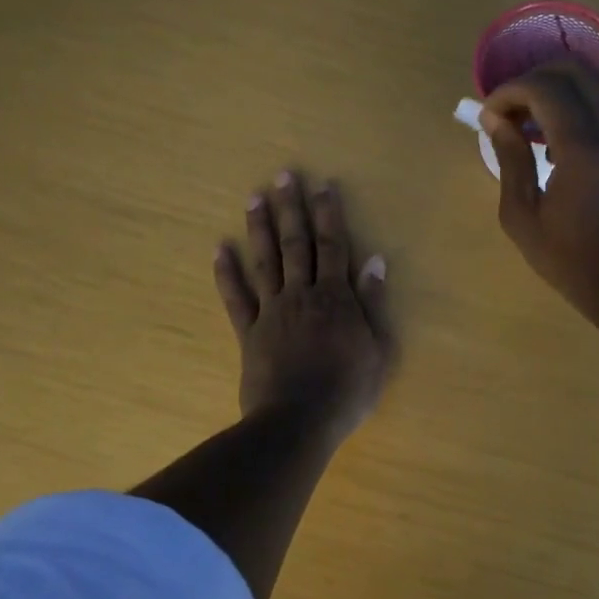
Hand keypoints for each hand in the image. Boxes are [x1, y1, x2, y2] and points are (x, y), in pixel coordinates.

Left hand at [214, 170, 394, 443]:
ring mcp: (272, 311)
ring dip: (259, 228)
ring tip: (253, 198)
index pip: (334, 246)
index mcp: (336, 297)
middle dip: (291, 208)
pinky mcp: (249, 332)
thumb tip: (375, 261)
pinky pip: (235, 298)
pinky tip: (219, 249)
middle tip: (283, 176)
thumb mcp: (379, 349)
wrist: (299, 422)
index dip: (329, 215)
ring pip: (265, 261)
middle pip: (296, 244)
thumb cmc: (348, 390)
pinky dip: (226, 273)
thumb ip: (374, 303)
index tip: (322, 186)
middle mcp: (302, 294)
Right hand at [480, 61, 598, 316]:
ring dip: (561, 96)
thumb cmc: (571, 261)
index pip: (546, 88)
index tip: (490, 115)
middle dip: (537, 79)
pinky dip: (582, 116)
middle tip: (512, 109)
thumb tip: (497, 120)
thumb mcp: (523, 217)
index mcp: (584, 147)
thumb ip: (510, 160)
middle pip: (578, 73)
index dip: (511, 91)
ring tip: (534, 131)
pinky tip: (563, 153)